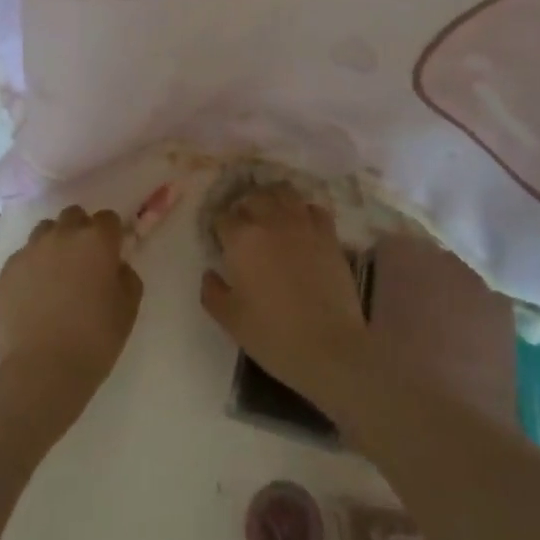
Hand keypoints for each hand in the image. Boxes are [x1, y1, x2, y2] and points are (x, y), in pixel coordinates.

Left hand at [0, 206, 142, 432]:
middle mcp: (63, 235)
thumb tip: (115, 266)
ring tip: (55, 274)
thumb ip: (126, 276)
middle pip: (73, 216)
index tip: (111, 254)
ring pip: (45, 231)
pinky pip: (23, 257)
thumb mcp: (128, 309)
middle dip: (80, 231)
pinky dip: (31, 267)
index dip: (111, 235)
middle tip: (83, 261)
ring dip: (54, 243)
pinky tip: (33, 294)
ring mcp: (31, 250)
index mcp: (97, 240)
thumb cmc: (94, 340)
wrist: (40, 372)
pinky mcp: (6, 271)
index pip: (108, 218)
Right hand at [201, 183, 373, 411]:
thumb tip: (210, 273)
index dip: (219, 228)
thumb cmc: (273, 336)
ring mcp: (302, 223)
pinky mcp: (328, 233)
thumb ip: (212, 292)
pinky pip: (313, 208)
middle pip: (252, 197)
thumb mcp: (231, 321)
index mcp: (242, 239)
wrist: (329, 347)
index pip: (222, 217)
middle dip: (245, 208)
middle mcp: (270, 221)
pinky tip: (302, 227)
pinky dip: (304, 212)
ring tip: (272, 216)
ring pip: (283, 192)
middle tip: (245, 228)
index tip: (220, 241)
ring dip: (273, 199)